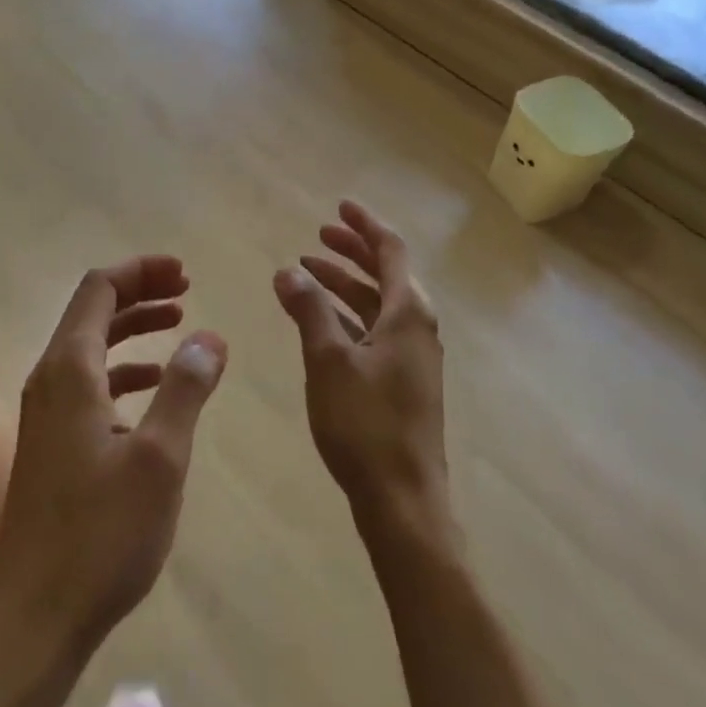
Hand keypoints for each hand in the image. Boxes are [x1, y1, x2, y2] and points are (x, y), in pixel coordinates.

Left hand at [0, 256, 226, 677]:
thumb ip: (185, 388)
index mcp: (69, 371)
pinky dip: (123, 368)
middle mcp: (49, 380)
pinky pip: (89, 382)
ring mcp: (45, 413)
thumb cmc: (102, 535)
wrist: (37, 621)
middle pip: (93, 310)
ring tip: (179, 324)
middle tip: (187, 290)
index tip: (185, 273)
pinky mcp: (51, 443)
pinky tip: (154, 386)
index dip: (141, 271)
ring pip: (90, 346)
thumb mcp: (160, 458)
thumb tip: (210, 336)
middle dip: (140, 292)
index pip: (99, 289)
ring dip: (133, 327)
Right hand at [274, 202, 450, 537]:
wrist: (404, 501)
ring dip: (346, 283)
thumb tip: (288, 270)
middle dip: (352, 250)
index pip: (390, 250)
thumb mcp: (328, 360)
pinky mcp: (404, 380)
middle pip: (386, 273)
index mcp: (407, 312)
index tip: (340, 205)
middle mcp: (418, 326)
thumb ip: (308, 310)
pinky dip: (350, 314)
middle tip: (318, 235)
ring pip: (378, 303)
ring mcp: (414, 355)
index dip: (364, 224)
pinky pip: (376, 329)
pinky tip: (322, 320)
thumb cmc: (366, 424)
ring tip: (308, 272)